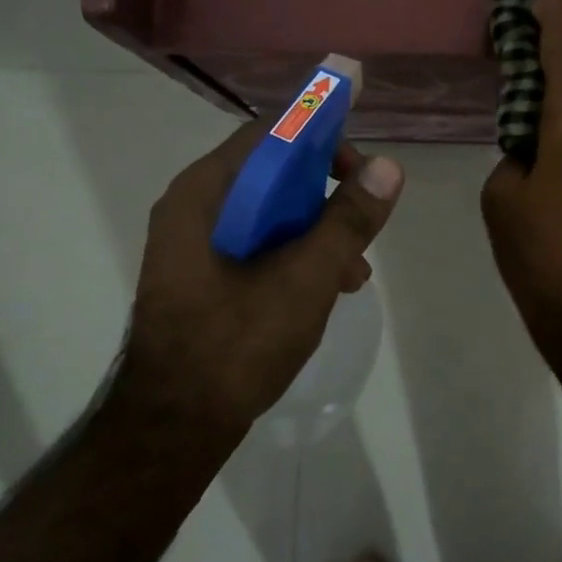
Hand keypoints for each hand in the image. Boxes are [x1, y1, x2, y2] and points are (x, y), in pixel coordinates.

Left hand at [121, 122, 403, 432]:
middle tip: (365, 218)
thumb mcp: (305, 279)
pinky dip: (295, 255)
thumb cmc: (236, 344)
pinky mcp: (203, 276)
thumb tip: (388, 166)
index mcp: (205, 193)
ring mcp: (195, 245)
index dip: (321, 135)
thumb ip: (347, 220)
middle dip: (326, 192)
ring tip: (355, 271)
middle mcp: (194, 207)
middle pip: (272, 172)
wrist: (173, 428)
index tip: (362, 164)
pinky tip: (329, 289)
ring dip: (317, 230)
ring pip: (269, 213)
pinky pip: (257, 246)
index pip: (270, 134)